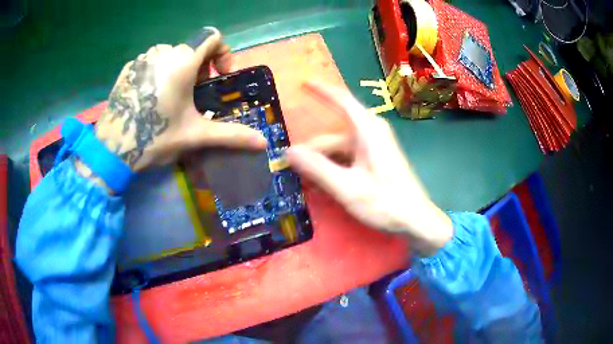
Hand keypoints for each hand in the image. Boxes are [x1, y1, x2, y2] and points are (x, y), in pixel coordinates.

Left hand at [93, 27, 265, 172]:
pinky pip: (150, 62)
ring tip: (171, 99)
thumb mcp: (196, 136)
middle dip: (199, 68)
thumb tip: (263, 143)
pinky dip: (158, 73)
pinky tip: (150, 99)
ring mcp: (141, 59)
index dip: (222, 52)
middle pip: (191, 48)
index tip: (218, 76)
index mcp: (182, 61)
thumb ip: (231, 135)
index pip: (212, 36)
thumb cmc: (155, 137)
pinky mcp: (127, 69)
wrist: (113, 150)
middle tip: (194, 96)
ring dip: (178, 70)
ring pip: (170, 54)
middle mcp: (162, 51)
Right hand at [286, 82, 452, 255]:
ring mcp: (375, 146)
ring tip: (308, 185)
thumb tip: (288, 151)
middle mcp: (371, 132)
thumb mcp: (347, 188)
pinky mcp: (376, 159)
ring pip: (338, 150)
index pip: (342, 100)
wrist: (416, 220)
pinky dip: (335, 168)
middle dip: (312, 153)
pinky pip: (348, 158)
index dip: (321, 90)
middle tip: (293, 173)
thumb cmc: (386, 203)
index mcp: (367, 130)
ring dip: (322, 165)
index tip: (304, 82)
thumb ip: (317, 169)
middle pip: (332, 137)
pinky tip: (325, 185)